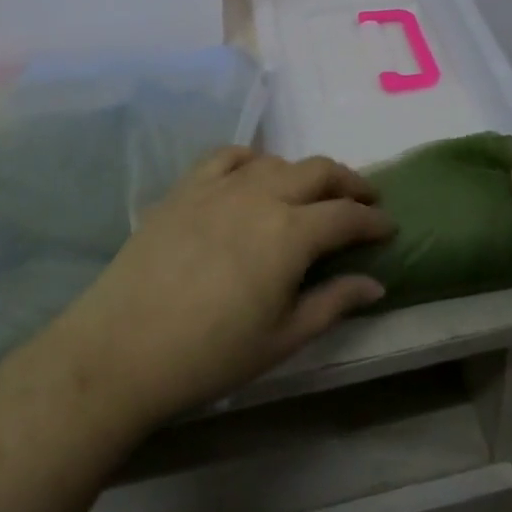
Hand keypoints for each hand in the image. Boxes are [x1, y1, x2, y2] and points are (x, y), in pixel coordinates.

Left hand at [47, 148, 395, 430]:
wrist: (123, 347)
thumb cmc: (210, 355)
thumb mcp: (282, 339)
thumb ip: (332, 303)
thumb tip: (375, 283)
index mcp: (292, 233)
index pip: (347, 215)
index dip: (374, 220)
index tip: (389, 227)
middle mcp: (262, 195)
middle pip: (319, 172)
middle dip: (350, 183)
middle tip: (364, 200)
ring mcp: (221, 185)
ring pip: (278, 161)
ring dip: (305, 173)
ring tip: (311, 194)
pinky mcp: (187, 186)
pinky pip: (229, 156)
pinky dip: (253, 160)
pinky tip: (255, 176)